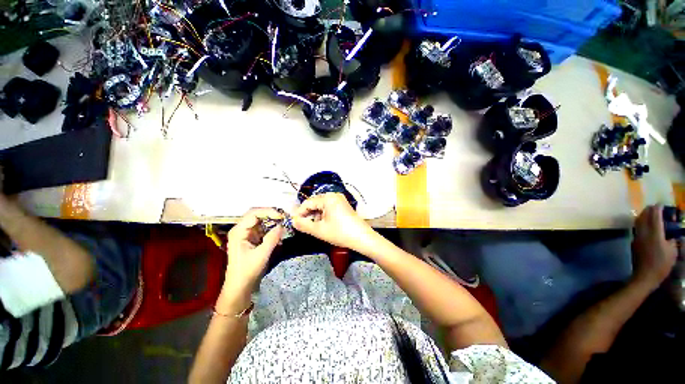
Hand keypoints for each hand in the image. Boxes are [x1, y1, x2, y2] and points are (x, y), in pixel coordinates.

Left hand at [224, 208, 282, 293]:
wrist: (240, 286)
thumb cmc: (247, 271)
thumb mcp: (261, 255)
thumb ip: (272, 238)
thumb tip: (282, 225)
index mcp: (238, 231)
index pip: (254, 213)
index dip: (268, 212)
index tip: (282, 217)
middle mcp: (241, 229)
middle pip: (257, 215)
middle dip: (271, 215)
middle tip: (285, 218)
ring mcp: (246, 233)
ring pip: (261, 221)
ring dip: (272, 222)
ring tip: (283, 225)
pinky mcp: (251, 238)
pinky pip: (263, 228)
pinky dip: (271, 229)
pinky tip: (278, 233)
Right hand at [291, 193, 375, 252]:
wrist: (362, 238)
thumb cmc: (340, 233)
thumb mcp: (319, 230)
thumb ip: (303, 225)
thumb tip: (293, 221)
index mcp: (327, 198)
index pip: (308, 203)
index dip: (299, 213)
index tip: (294, 223)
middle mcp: (334, 195)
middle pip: (315, 203)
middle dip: (308, 214)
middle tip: (302, 226)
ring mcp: (340, 200)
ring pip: (322, 206)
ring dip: (315, 215)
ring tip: (313, 227)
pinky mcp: (344, 205)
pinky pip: (329, 208)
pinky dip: (324, 215)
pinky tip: (323, 224)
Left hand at [632, 205, 678, 288]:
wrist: (645, 276)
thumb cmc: (661, 265)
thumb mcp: (672, 252)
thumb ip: (672, 241)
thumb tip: (670, 235)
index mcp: (655, 234)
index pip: (655, 217)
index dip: (657, 209)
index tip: (660, 204)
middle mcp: (644, 233)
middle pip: (644, 217)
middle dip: (649, 210)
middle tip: (654, 207)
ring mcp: (637, 237)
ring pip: (638, 222)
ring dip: (643, 215)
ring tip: (649, 213)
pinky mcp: (634, 242)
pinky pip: (636, 228)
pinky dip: (641, 223)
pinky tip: (645, 224)